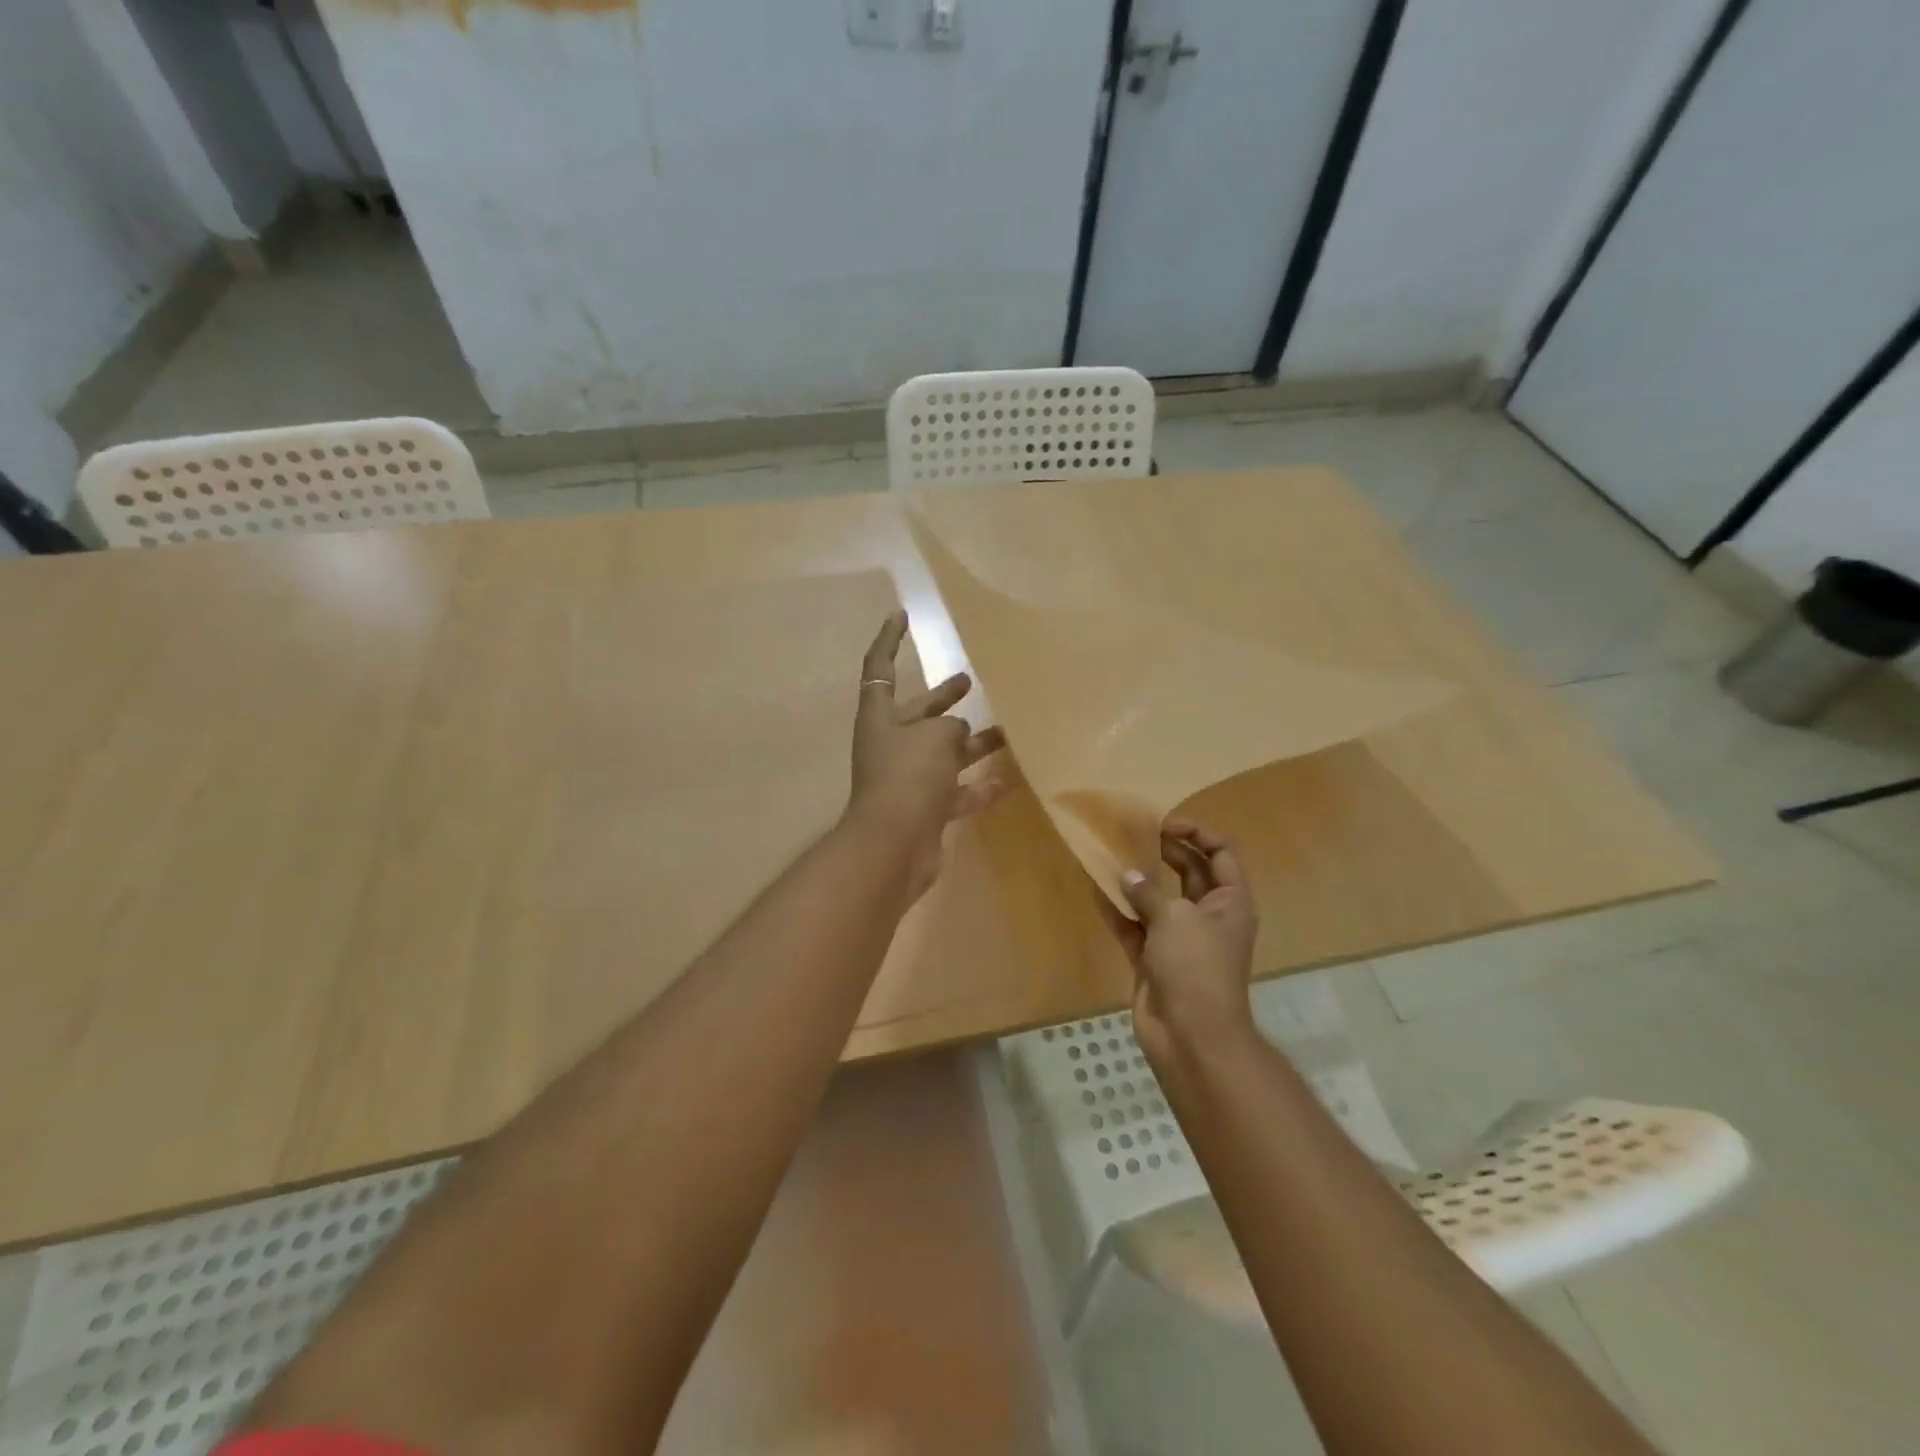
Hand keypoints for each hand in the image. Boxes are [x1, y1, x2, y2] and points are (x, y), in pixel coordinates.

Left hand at [846, 611, 1007, 900]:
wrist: (893, 847)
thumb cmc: (907, 777)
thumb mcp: (933, 737)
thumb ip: (948, 728)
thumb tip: (959, 734)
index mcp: (880, 718)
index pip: (880, 667)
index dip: (889, 640)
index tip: (903, 614)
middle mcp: (892, 746)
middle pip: (919, 714)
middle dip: (942, 698)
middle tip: (966, 681)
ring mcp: (909, 780)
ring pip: (945, 754)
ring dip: (973, 743)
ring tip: (1008, 731)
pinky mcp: (927, 810)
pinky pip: (959, 791)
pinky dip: (983, 785)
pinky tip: (1013, 778)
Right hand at [1110, 821, 1258, 1072]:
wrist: (1190, 1035)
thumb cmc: (1195, 967)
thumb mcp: (1175, 918)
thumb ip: (1148, 891)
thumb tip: (1127, 875)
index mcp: (1230, 901)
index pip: (1221, 852)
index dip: (1196, 832)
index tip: (1162, 824)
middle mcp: (1208, 915)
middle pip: (1189, 871)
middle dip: (1163, 850)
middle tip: (1131, 833)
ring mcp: (1180, 938)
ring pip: (1158, 898)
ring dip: (1136, 879)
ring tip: (1110, 854)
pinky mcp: (1154, 958)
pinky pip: (1135, 925)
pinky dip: (1118, 909)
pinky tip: (1096, 889)